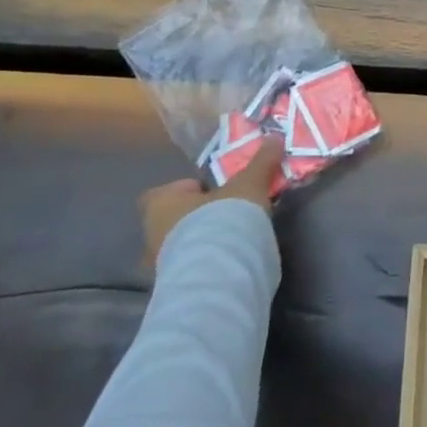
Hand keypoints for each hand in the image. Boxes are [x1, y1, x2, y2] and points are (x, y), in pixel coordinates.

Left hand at [139, 136, 284, 265]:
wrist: (216, 274)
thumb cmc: (222, 219)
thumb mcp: (249, 184)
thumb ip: (261, 162)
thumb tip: (275, 137)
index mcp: (161, 205)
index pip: (161, 193)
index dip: (184, 190)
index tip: (211, 191)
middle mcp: (151, 236)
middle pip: (170, 221)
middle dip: (194, 218)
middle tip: (225, 214)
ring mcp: (158, 267)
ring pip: (177, 248)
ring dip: (199, 244)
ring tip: (230, 239)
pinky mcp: (173, 289)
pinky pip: (187, 270)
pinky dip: (203, 265)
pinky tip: (227, 261)